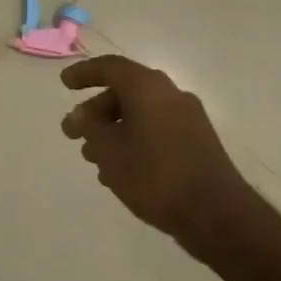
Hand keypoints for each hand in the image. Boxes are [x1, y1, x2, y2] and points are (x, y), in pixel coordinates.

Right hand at [61, 55, 251, 250]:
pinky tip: (119, 171)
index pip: (110, 67)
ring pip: (140, 114)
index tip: (65, 85)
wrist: (215, 214)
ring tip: (93, 158)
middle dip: (95, 111)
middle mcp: (170, 94)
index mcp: (148, 87)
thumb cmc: (154, 174)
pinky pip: (156, 131)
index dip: (84, 73)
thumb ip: (89, 127)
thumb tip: (80, 115)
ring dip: (113, 130)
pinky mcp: (197, 143)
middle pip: (125, 92)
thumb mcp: (109, 150)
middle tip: (74, 133)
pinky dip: (133, 140)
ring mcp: (188, 119)